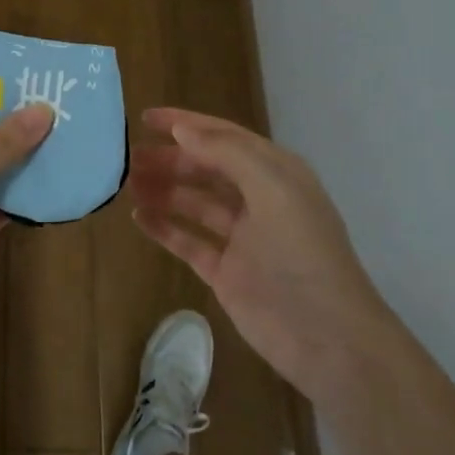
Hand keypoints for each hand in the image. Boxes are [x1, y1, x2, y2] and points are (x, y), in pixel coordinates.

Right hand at [129, 107, 390, 398]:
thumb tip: (183, 130)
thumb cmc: (302, 253)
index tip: (144, 117)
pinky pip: (189, 241)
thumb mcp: (273, 189)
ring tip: (126, 184)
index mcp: (275, 173)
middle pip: (205, 169)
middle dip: (169, 159)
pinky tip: (139, 218)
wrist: (327, 337)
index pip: (223, 137)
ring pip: (194, 203)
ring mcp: (241, 238)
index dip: (185, 124)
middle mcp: (258, 199)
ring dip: (163, 190)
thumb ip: (227, 153)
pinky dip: (165, 228)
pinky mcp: (226, 271)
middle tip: (127, 157)